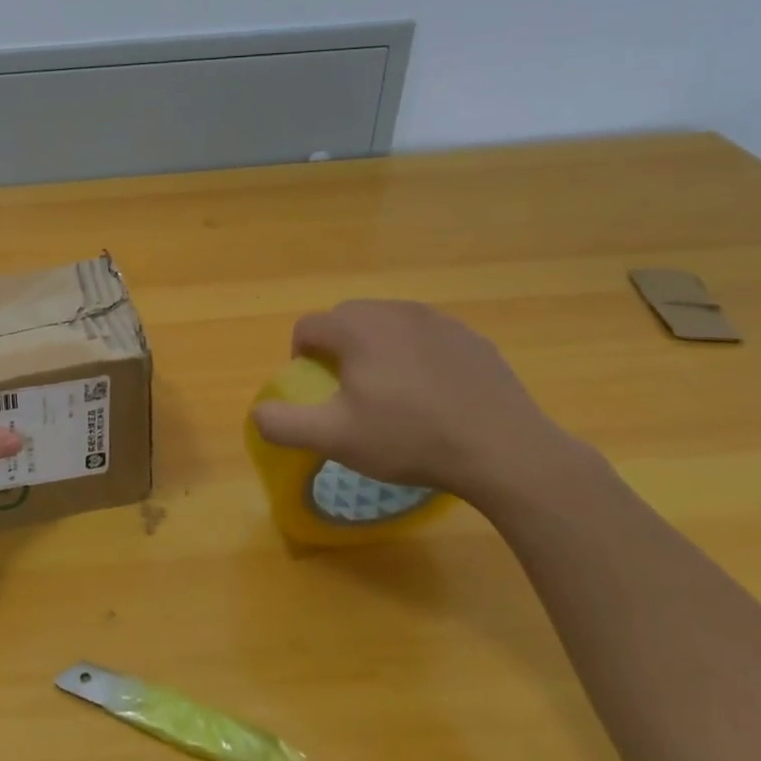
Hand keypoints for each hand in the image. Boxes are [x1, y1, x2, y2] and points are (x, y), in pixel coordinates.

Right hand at [251, 300, 580, 503]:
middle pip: (346, 319)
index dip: (302, 357)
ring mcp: (437, 320)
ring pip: (387, 324)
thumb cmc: (409, 439)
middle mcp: (393, 311)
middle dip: (338, 348)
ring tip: (392, 392)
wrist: (503, 449)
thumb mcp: (335, 439)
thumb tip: (257, 414)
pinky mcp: (469, 337)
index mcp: (356, 328)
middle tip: (351, 391)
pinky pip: (425, 336)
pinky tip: (432, 394)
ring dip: (376, 349)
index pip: (307, 327)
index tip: (319, 391)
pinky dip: (415, 355)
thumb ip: (284, 423)